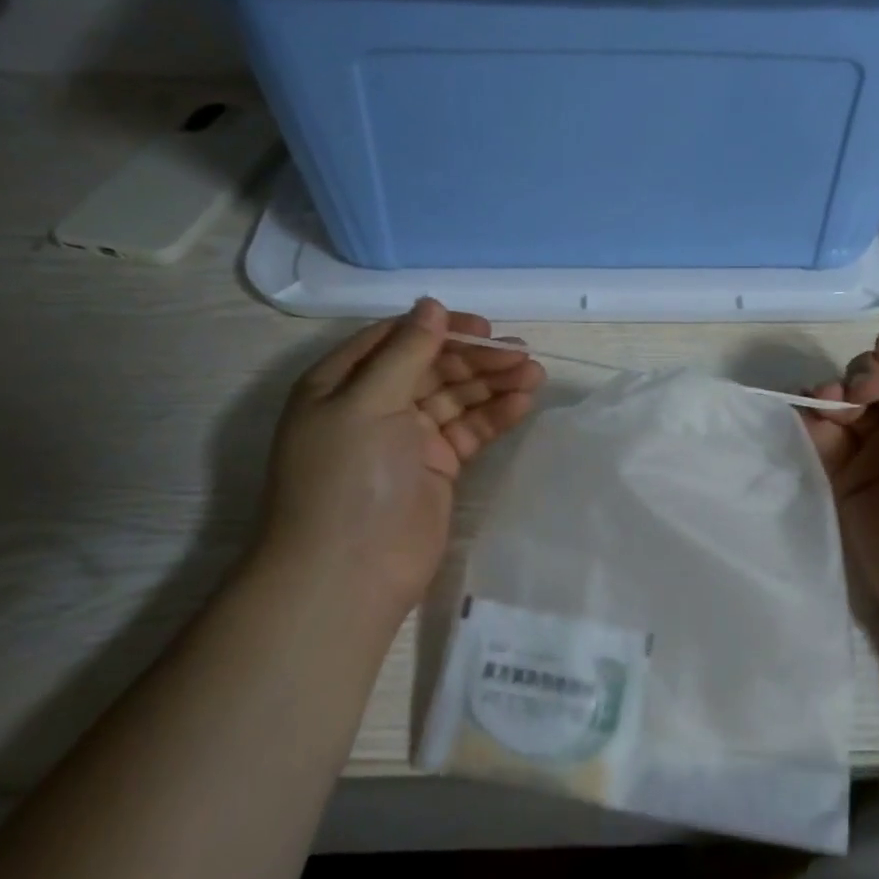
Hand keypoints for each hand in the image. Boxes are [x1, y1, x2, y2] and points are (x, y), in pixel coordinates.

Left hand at [254, 299, 545, 619]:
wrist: (349, 574)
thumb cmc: (349, 477)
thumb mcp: (368, 402)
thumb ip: (406, 351)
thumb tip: (432, 304)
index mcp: (343, 382)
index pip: (398, 338)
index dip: (442, 329)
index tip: (484, 328)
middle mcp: (374, 404)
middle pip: (433, 366)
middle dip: (477, 359)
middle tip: (522, 356)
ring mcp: (407, 437)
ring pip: (456, 397)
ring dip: (493, 384)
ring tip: (535, 375)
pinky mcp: (436, 466)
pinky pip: (469, 430)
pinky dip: (494, 416)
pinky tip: (522, 404)